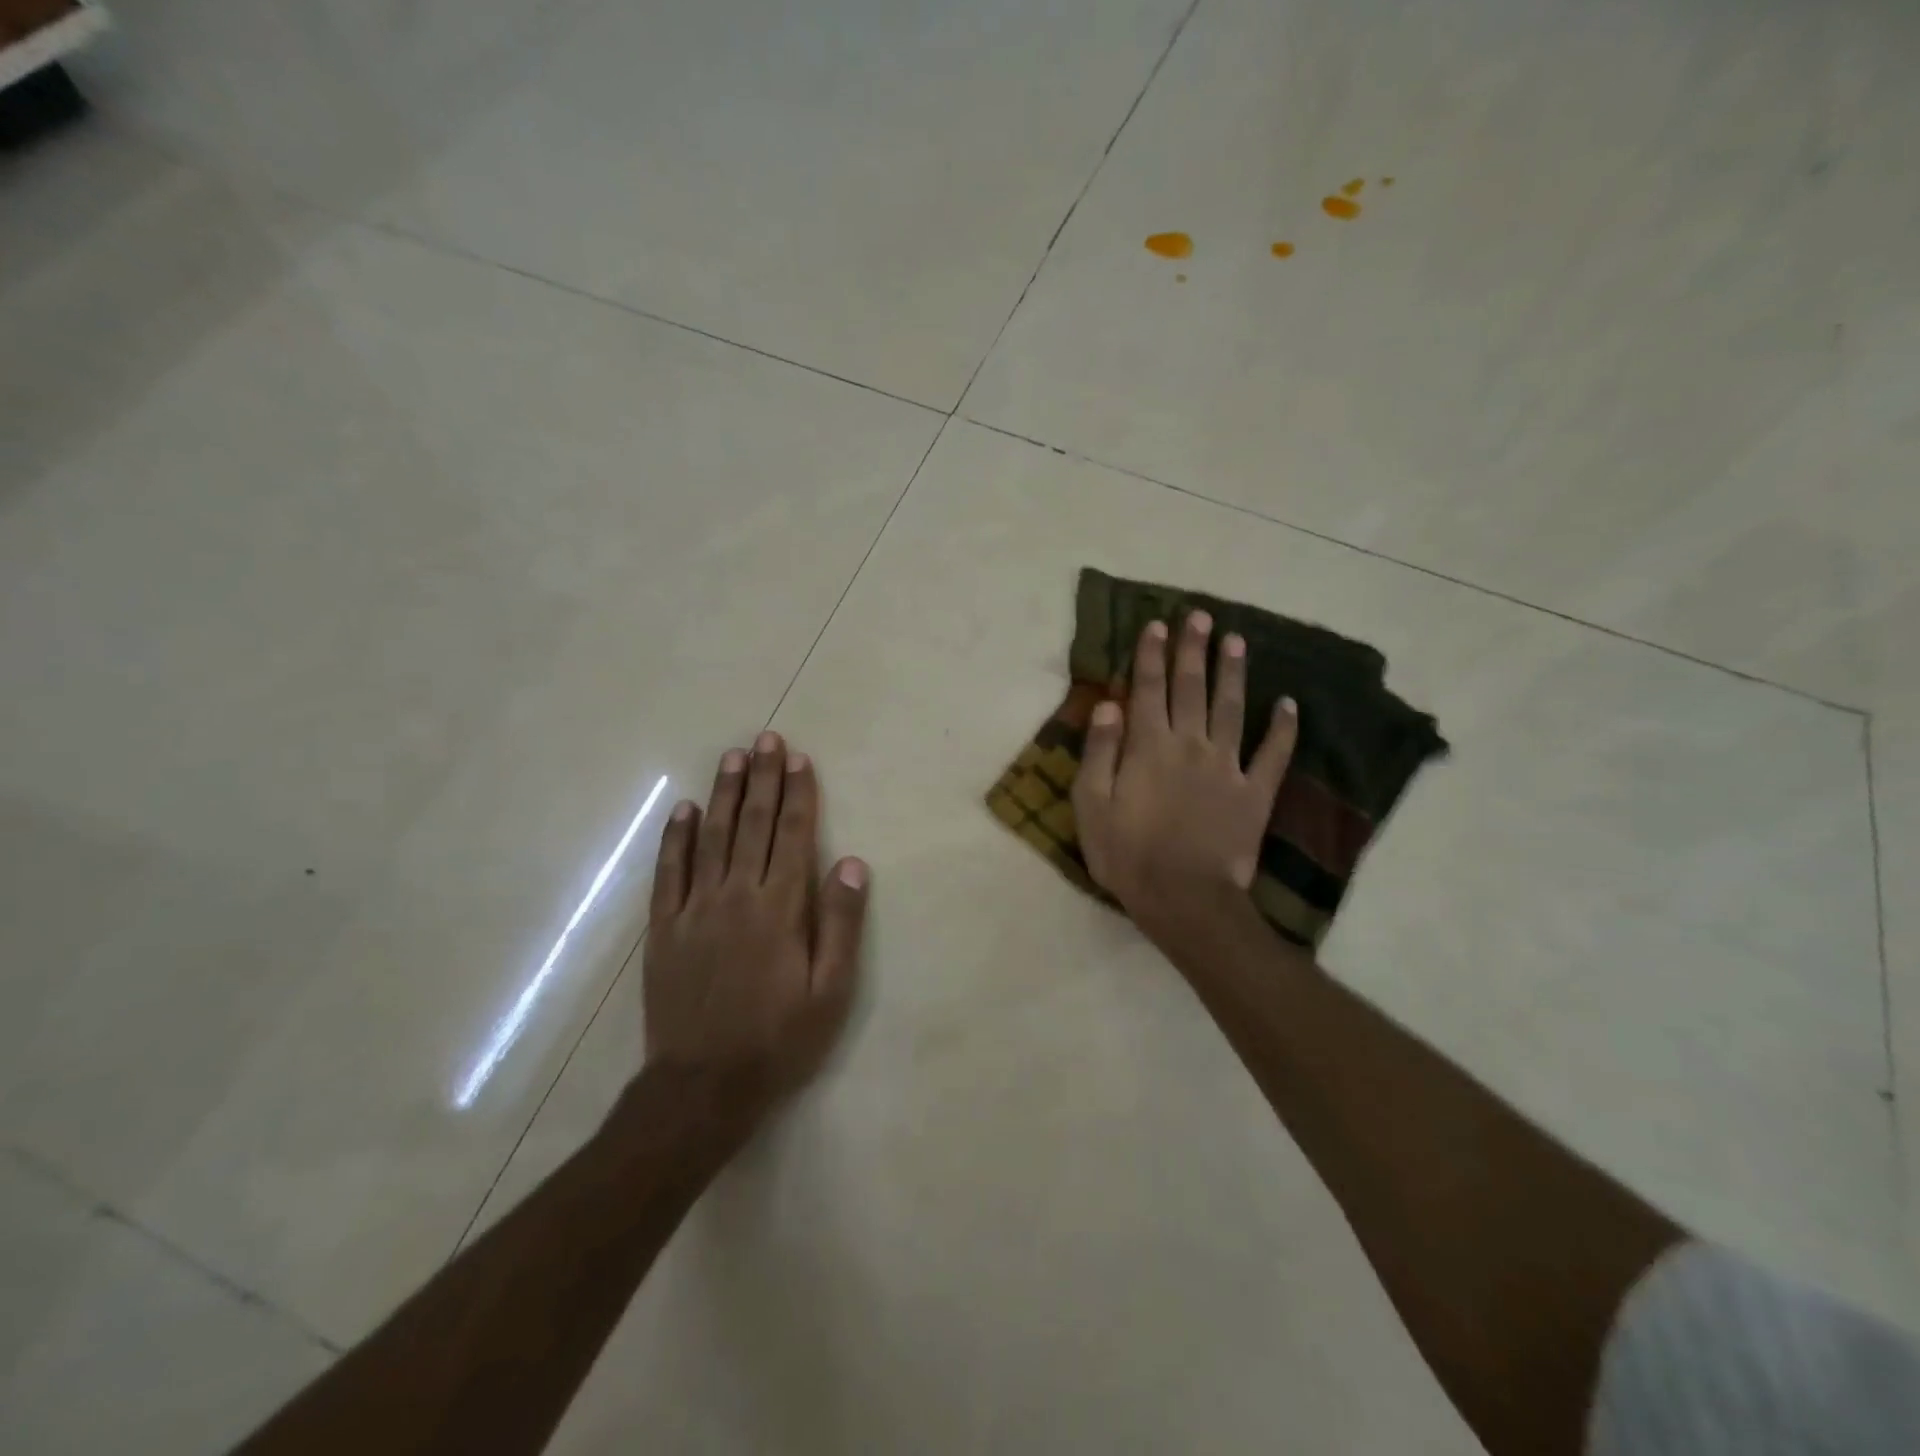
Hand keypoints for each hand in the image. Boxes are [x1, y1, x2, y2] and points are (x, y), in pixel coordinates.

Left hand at [643, 733, 869, 1112]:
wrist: (702, 1086)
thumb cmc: (778, 1038)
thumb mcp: (830, 991)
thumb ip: (840, 924)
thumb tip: (850, 863)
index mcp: (780, 908)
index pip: (792, 835)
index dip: (798, 794)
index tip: (799, 759)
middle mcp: (737, 896)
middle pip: (752, 824)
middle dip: (762, 779)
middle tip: (766, 739)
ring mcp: (694, 909)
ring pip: (710, 837)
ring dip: (722, 794)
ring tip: (732, 758)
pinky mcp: (664, 928)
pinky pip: (668, 872)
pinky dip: (675, 838)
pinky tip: (682, 810)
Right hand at [1071, 612, 1296, 946]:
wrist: (1184, 899)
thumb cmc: (1127, 854)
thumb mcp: (1091, 805)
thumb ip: (1100, 751)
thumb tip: (1110, 704)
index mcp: (1149, 746)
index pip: (1148, 689)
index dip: (1152, 655)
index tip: (1157, 625)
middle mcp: (1191, 744)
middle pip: (1192, 688)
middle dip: (1193, 649)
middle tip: (1200, 616)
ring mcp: (1228, 766)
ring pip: (1233, 708)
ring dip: (1234, 672)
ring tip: (1237, 640)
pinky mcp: (1255, 792)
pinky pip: (1274, 754)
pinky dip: (1284, 728)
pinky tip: (1290, 703)